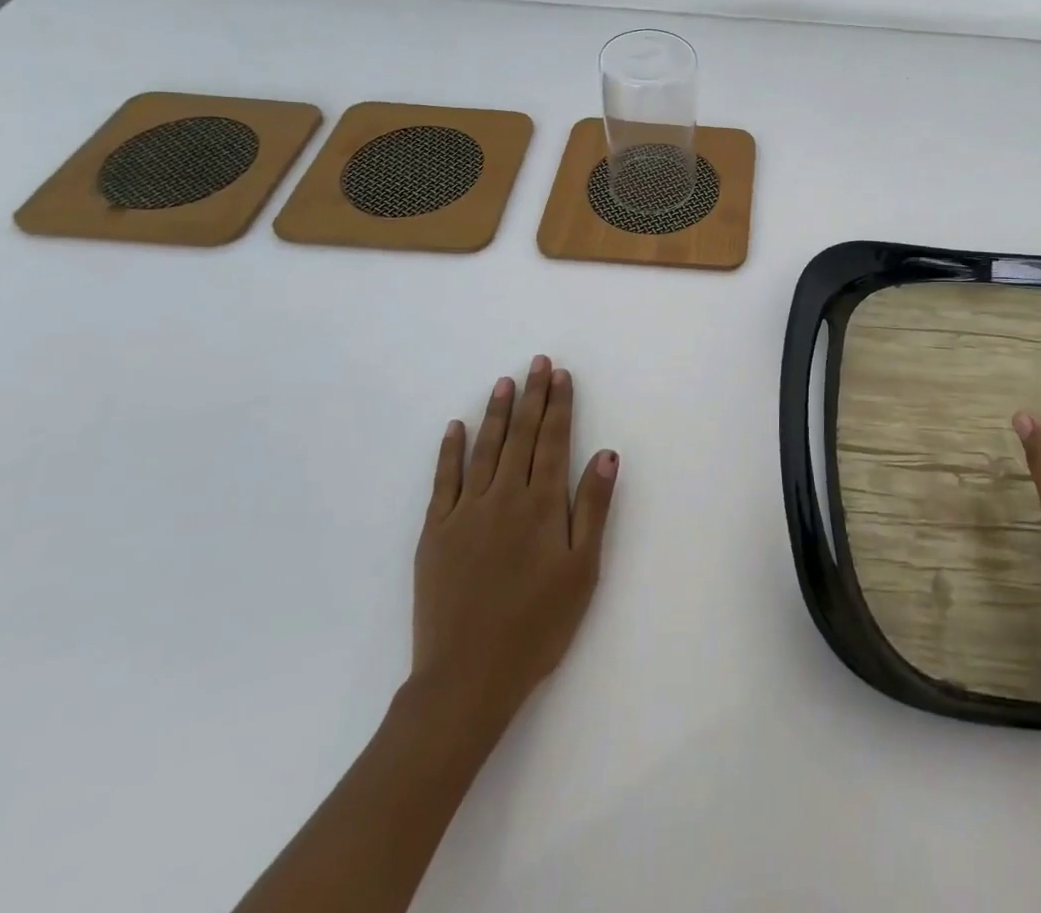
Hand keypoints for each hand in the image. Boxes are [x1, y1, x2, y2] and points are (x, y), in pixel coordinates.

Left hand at [411, 355, 618, 733]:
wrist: (466, 678)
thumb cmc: (537, 626)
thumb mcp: (582, 571)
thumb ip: (592, 508)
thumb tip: (605, 453)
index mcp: (542, 505)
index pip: (553, 441)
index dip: (559, 405)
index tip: (560, 375)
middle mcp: (504, 497)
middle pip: (520, 436)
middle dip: (531, 396)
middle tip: (536, 362)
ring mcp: (465, 513)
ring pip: (484, 450)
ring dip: (495, 413)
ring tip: (503, 382)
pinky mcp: (435, 533)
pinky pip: (443, 481)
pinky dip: (449, 451)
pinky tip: (455, 428)